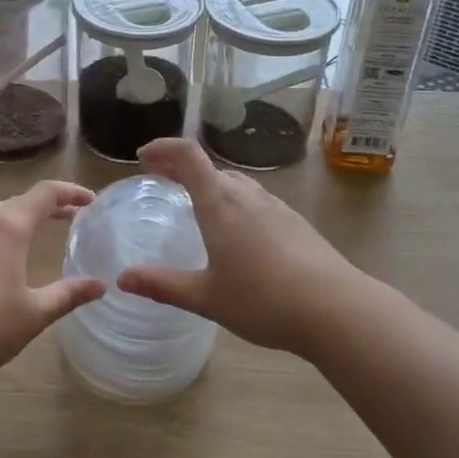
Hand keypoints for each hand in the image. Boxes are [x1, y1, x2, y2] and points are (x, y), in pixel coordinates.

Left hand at [0, 181, 103, 389]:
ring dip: (19, 216)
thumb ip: (69, 294)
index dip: (71, 192)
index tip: (91, 201)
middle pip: (20, 201)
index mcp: (10, 227)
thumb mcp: (36, 313)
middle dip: (48, 205)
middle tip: (71, 216)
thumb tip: (100, 286)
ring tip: (36, 231)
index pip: (45, 194)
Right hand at [118, 139, 370, 357]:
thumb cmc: (263, 300)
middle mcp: (246, 195)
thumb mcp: (206, 297)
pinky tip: (237, 232)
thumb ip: (162, 285)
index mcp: (219, 204)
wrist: (336, 309)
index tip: (143, 157)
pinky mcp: (295, 221)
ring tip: (195, 204)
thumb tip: (122, 279)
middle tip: (161, 181)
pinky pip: (255, 199)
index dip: (163, 147)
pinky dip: (233, 200)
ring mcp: (275, 206)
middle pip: (209, 167)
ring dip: (209, 183)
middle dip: (180, 168)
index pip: (188, 155)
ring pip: (235, 182)